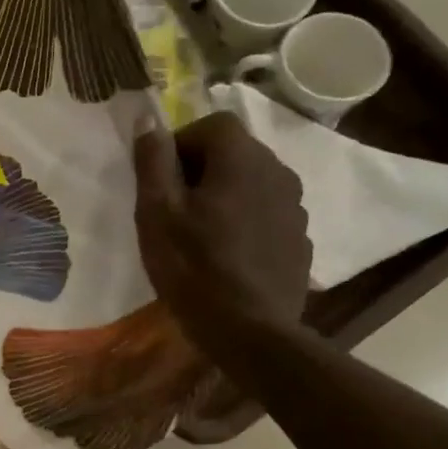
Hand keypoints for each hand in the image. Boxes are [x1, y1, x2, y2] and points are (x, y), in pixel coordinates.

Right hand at [133, 113, 311, 344]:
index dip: (180, 145)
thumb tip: (148, 118)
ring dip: (225, 196)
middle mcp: (278, 171)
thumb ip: (153, 162)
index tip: (160, 182)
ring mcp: (295, 206)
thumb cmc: (193, 268)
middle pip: (235, 152)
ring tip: (199, 235)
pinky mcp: (299, 238)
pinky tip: (225, 256)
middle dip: (201, 170)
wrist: (250, 330)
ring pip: (252, 184)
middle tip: (173, 211)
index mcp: (242, 159)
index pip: (212, 124)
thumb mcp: (157, 213)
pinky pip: (266, 214)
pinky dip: (245, 222)